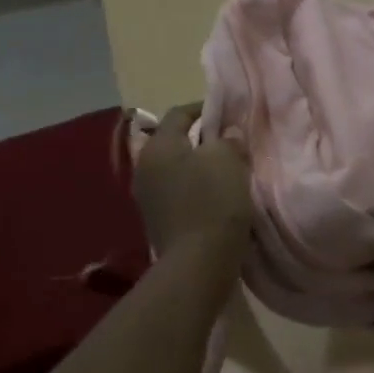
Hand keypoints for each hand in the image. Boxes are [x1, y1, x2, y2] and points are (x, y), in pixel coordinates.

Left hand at [133, 103, 252, 256]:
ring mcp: (146, 196)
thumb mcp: (228, 160)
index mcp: (159, 146)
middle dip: (201, 139)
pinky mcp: (156, 219)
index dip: (204, 108)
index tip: (228, 113)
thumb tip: (227, 134)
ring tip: (225, 170)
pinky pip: (176, 191)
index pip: (179, 113)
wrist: (197, 264)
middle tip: (229, 142)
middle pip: (174, 141)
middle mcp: (144, 166)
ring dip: (198, 165)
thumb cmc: (213, 202)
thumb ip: (227, 139)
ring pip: (176, 168)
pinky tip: (215, 196)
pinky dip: (194, 187)